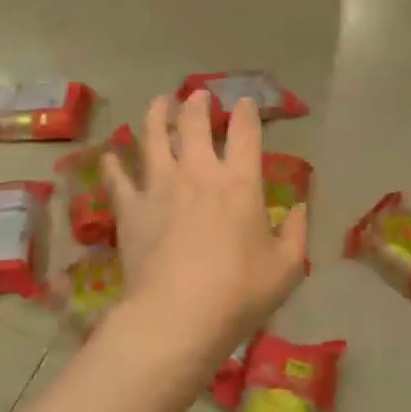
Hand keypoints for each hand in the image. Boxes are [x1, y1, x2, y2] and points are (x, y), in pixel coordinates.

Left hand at [102, 92, 307, 365]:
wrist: (177, 316)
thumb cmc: (239, 293)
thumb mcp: (287, 268)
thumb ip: (297, 233)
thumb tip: (300, 207)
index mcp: (239, 182)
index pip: (245, 133)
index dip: (247, 113)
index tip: (245, 102)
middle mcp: (198, 172)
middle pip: (194, 124)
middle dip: (197, 103)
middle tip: (198, 94)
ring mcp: (159, 186)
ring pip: (153, 137)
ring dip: (157, 115)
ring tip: (159, 103)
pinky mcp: (130, 209)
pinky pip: (118, 178)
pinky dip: (113, 164)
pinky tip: (110, 155)